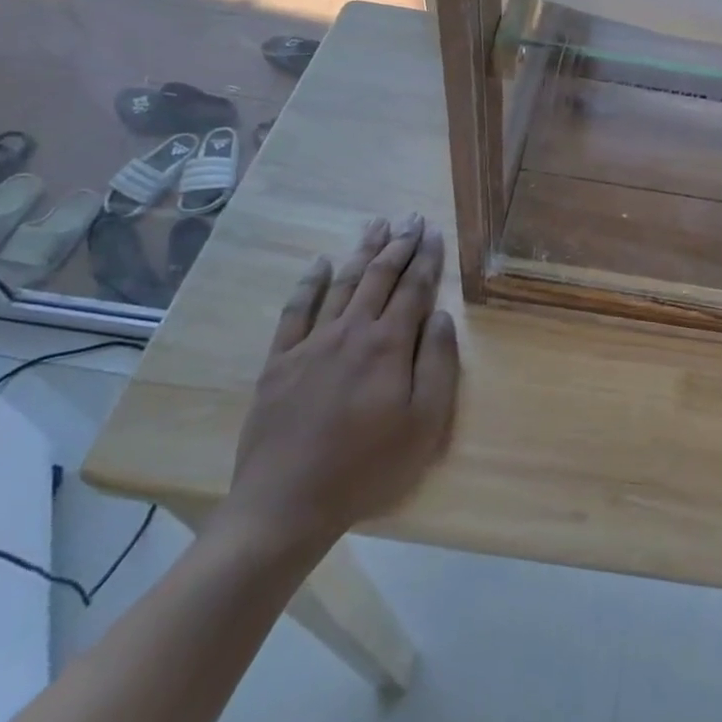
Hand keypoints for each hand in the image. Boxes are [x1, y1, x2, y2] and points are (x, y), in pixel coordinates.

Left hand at [214, 214, 459, 573]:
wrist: (287, 504)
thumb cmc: (367, 467)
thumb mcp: (424, 424)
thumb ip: (438, 364)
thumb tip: (442, 316)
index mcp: (388, 345)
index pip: (413, 289)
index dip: (426, 259)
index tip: (434, 232)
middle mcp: (351, 331)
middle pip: (379, 277)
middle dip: (398, 244)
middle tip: (411, 217)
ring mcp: (311, 343)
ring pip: (342, 284)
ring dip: (362, 252)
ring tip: (376, 224)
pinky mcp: (280, 361)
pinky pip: (296, 310)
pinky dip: (310, 283)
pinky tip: (321, 263)